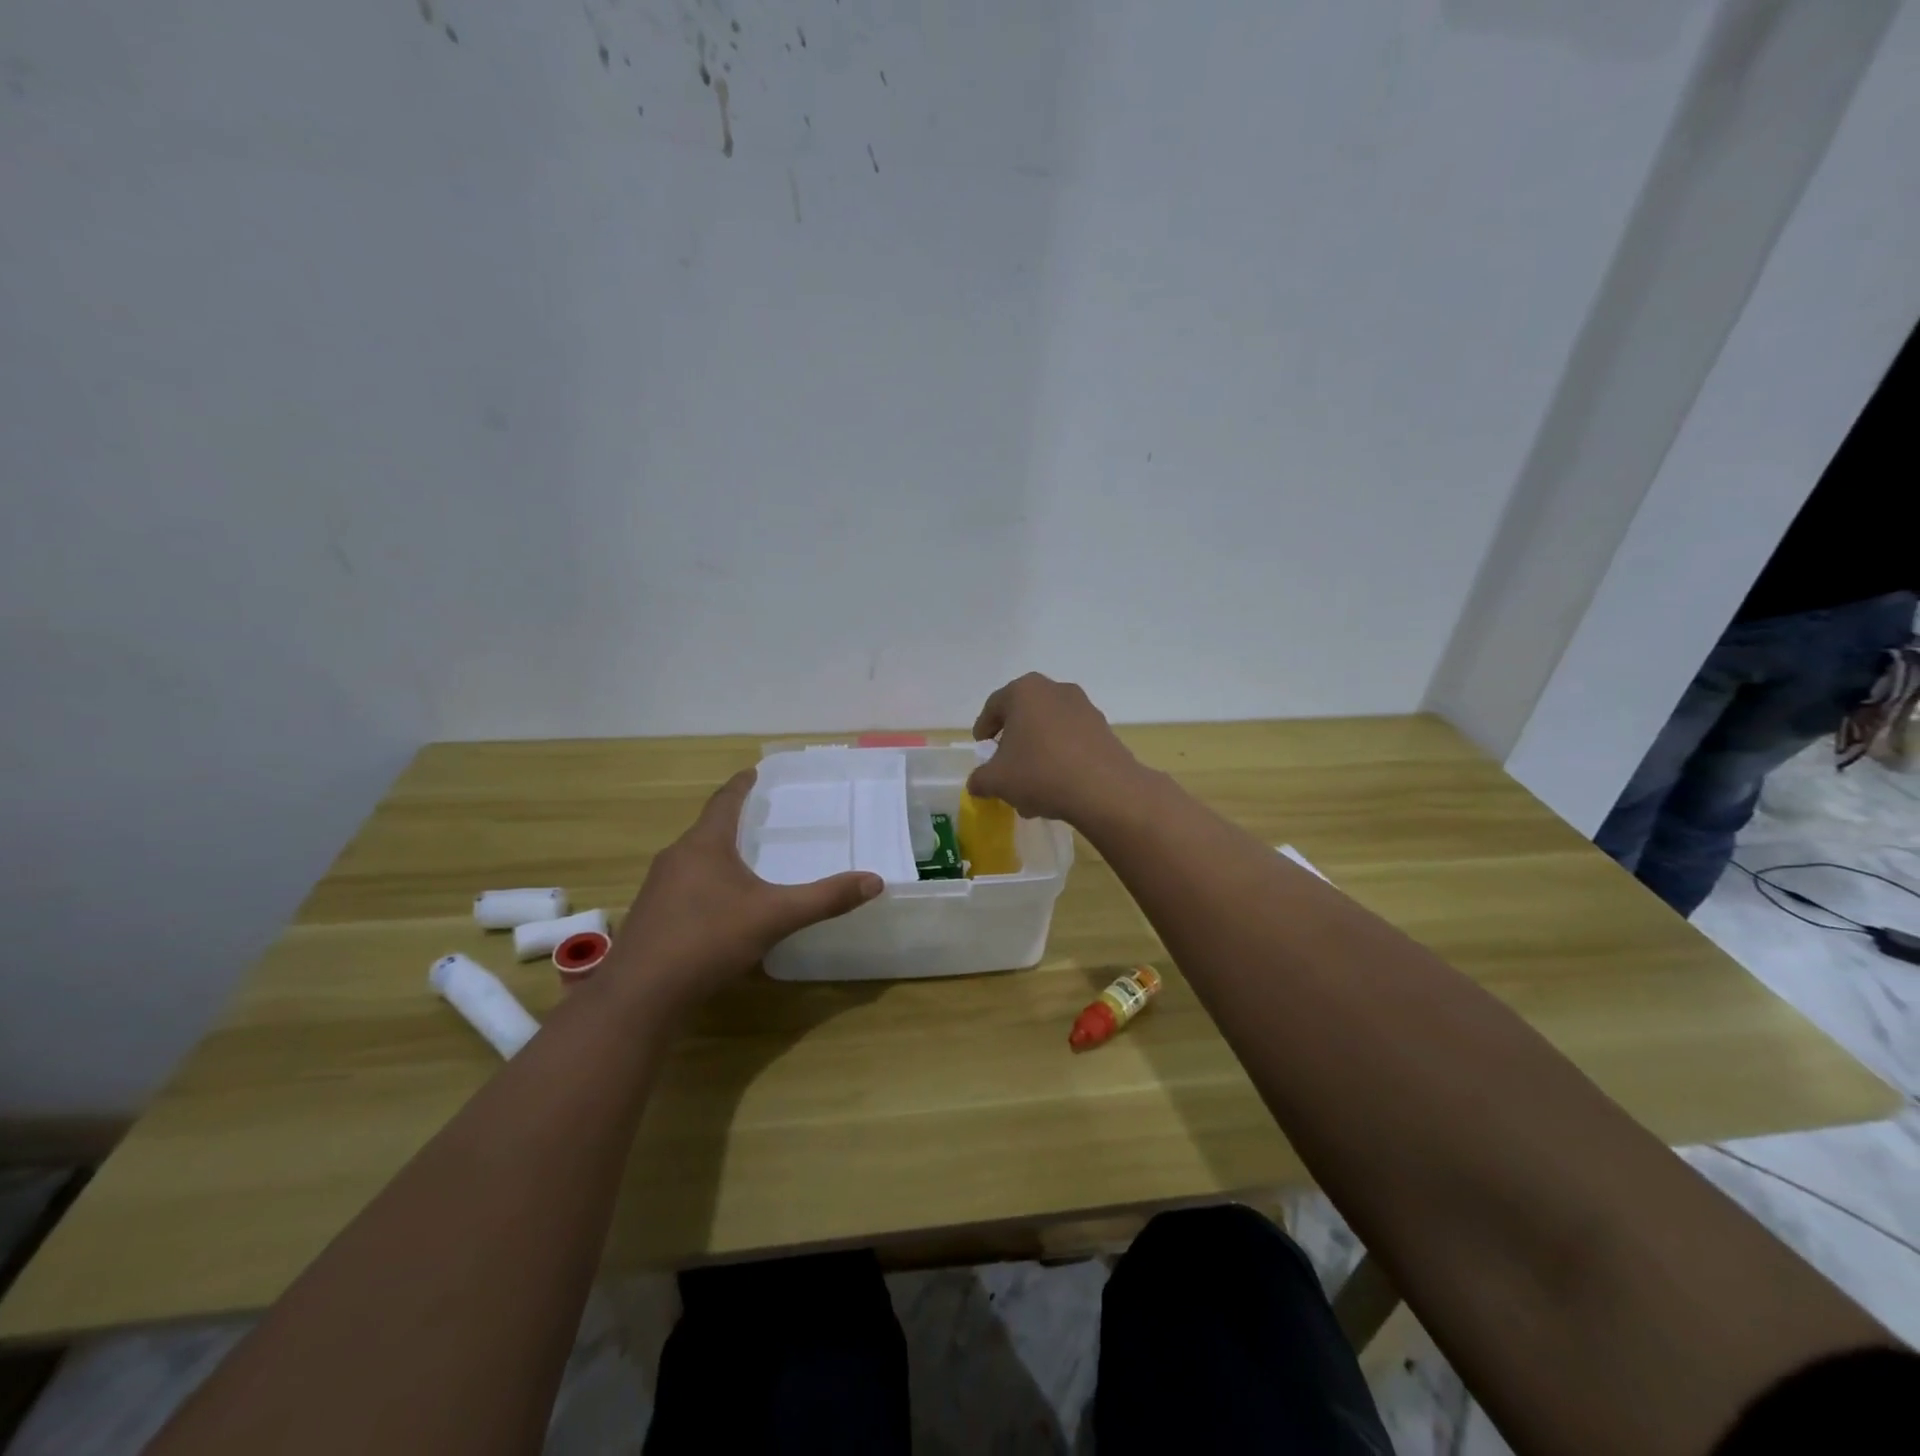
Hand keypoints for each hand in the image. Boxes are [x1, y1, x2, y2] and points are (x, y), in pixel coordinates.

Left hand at [609, 770, 881, 1011]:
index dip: (741, 785)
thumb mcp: (775, 917)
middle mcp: (676, 858)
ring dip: (717, 854)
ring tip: (744, 860)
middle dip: (732, 821)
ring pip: (693, 860)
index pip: (725, 801)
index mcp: (704, 845)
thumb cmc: (708, 940)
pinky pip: (683, 887)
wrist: (641, 996)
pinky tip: (719, 907)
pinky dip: (705, 884)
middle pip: (707, 829)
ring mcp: (657, 888)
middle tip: (759, 818)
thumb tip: (874, 881)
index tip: (753, 772)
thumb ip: (825, 899)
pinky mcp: (650, 918)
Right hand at [968, 673, 1144, 824]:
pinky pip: (1071, 741)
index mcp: (1024, 691)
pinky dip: (1060, 759)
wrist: (1104, 789)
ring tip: (1031, 788)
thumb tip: (976, 783)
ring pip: (1049, 731)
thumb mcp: (997, 781)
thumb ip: (980, 779)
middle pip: (1024, 717)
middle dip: (1013, 744)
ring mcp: (1084, 708)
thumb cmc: (1040, 773)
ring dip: (1037, 754)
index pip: (994, 706)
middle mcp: (1055, 690)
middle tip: (1005, 768)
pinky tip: (1056, 788)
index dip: (983, 729)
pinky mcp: (1104, 729)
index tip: (981, 748)